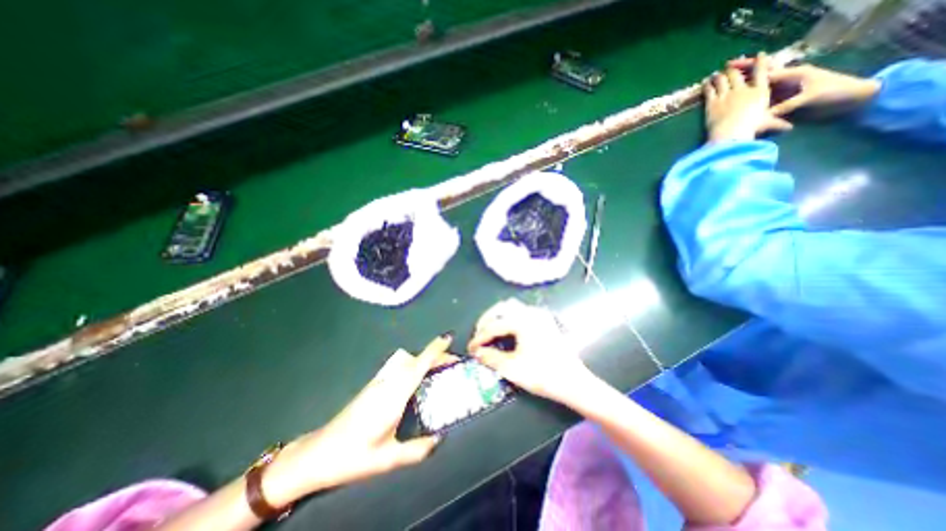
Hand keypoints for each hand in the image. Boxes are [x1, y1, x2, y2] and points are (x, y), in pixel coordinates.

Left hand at [266, 334, 456, 504]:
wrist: (318, 453)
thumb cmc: (353, 455)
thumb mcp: (388, 459)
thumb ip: (417, 450)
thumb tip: (439, 439)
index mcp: (395, 395)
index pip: (419, 365)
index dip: (435, 349)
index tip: (449, 337)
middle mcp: (388, 382)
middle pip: (416, 359)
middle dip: (436, 355)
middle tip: (453, 363)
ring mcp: (380, 382)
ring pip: (408, 361)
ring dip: (425, 360)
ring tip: (440, 370)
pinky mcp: (374, 385)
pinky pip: (400, 368)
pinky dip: (415, 366)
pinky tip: (419, 380)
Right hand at [466, 298, 588, 402]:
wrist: (574, 383)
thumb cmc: (543, 375)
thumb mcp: (512, 368)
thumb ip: (490, 358)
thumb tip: (477, 352)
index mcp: (522, 321)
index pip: (494, 325)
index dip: (479, 337)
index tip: (470, 348)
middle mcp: (530, 312)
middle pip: (501, 308)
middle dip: (486, 320)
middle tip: (478, 336)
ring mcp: (539, 315)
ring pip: (512, 307)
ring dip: (497, 317)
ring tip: (489, 332)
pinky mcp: (545, 321)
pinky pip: (521, 312)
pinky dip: (509, 318)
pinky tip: (506, 331)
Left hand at [701, 51, 792, 141]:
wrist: (730, 133)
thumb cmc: (751, 128)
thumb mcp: (766, 124)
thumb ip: (777, 124)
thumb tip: (789, 129)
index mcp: (760, 91)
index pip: (762, 71)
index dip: (760, 61)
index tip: (760, 54)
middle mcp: (743, 90)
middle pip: (737, 75)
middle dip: (734, 69)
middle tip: (730, 66)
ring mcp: (726, 95)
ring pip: (722, 80)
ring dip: (719, 76)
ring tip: (715, 74)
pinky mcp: (712, 103)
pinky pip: (709, 91)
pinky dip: (708, 85)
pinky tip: (706, 82)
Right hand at [730, 57, 879, 115]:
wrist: (853, 101)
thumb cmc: (835, 93)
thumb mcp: (810, 98)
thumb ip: (786, 106)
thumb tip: (764, 116)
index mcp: (791, 76)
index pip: (763, 71)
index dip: (746, 68)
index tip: (730, 68)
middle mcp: (784, 83)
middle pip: (757, 77)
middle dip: (741, 74)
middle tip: (722, 74)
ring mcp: (782, 93)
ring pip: (756, 89)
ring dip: (741, 88)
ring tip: (724, 88)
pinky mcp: (781, 104)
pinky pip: (759, 103)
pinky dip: (747, 102)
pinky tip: (735, 105)